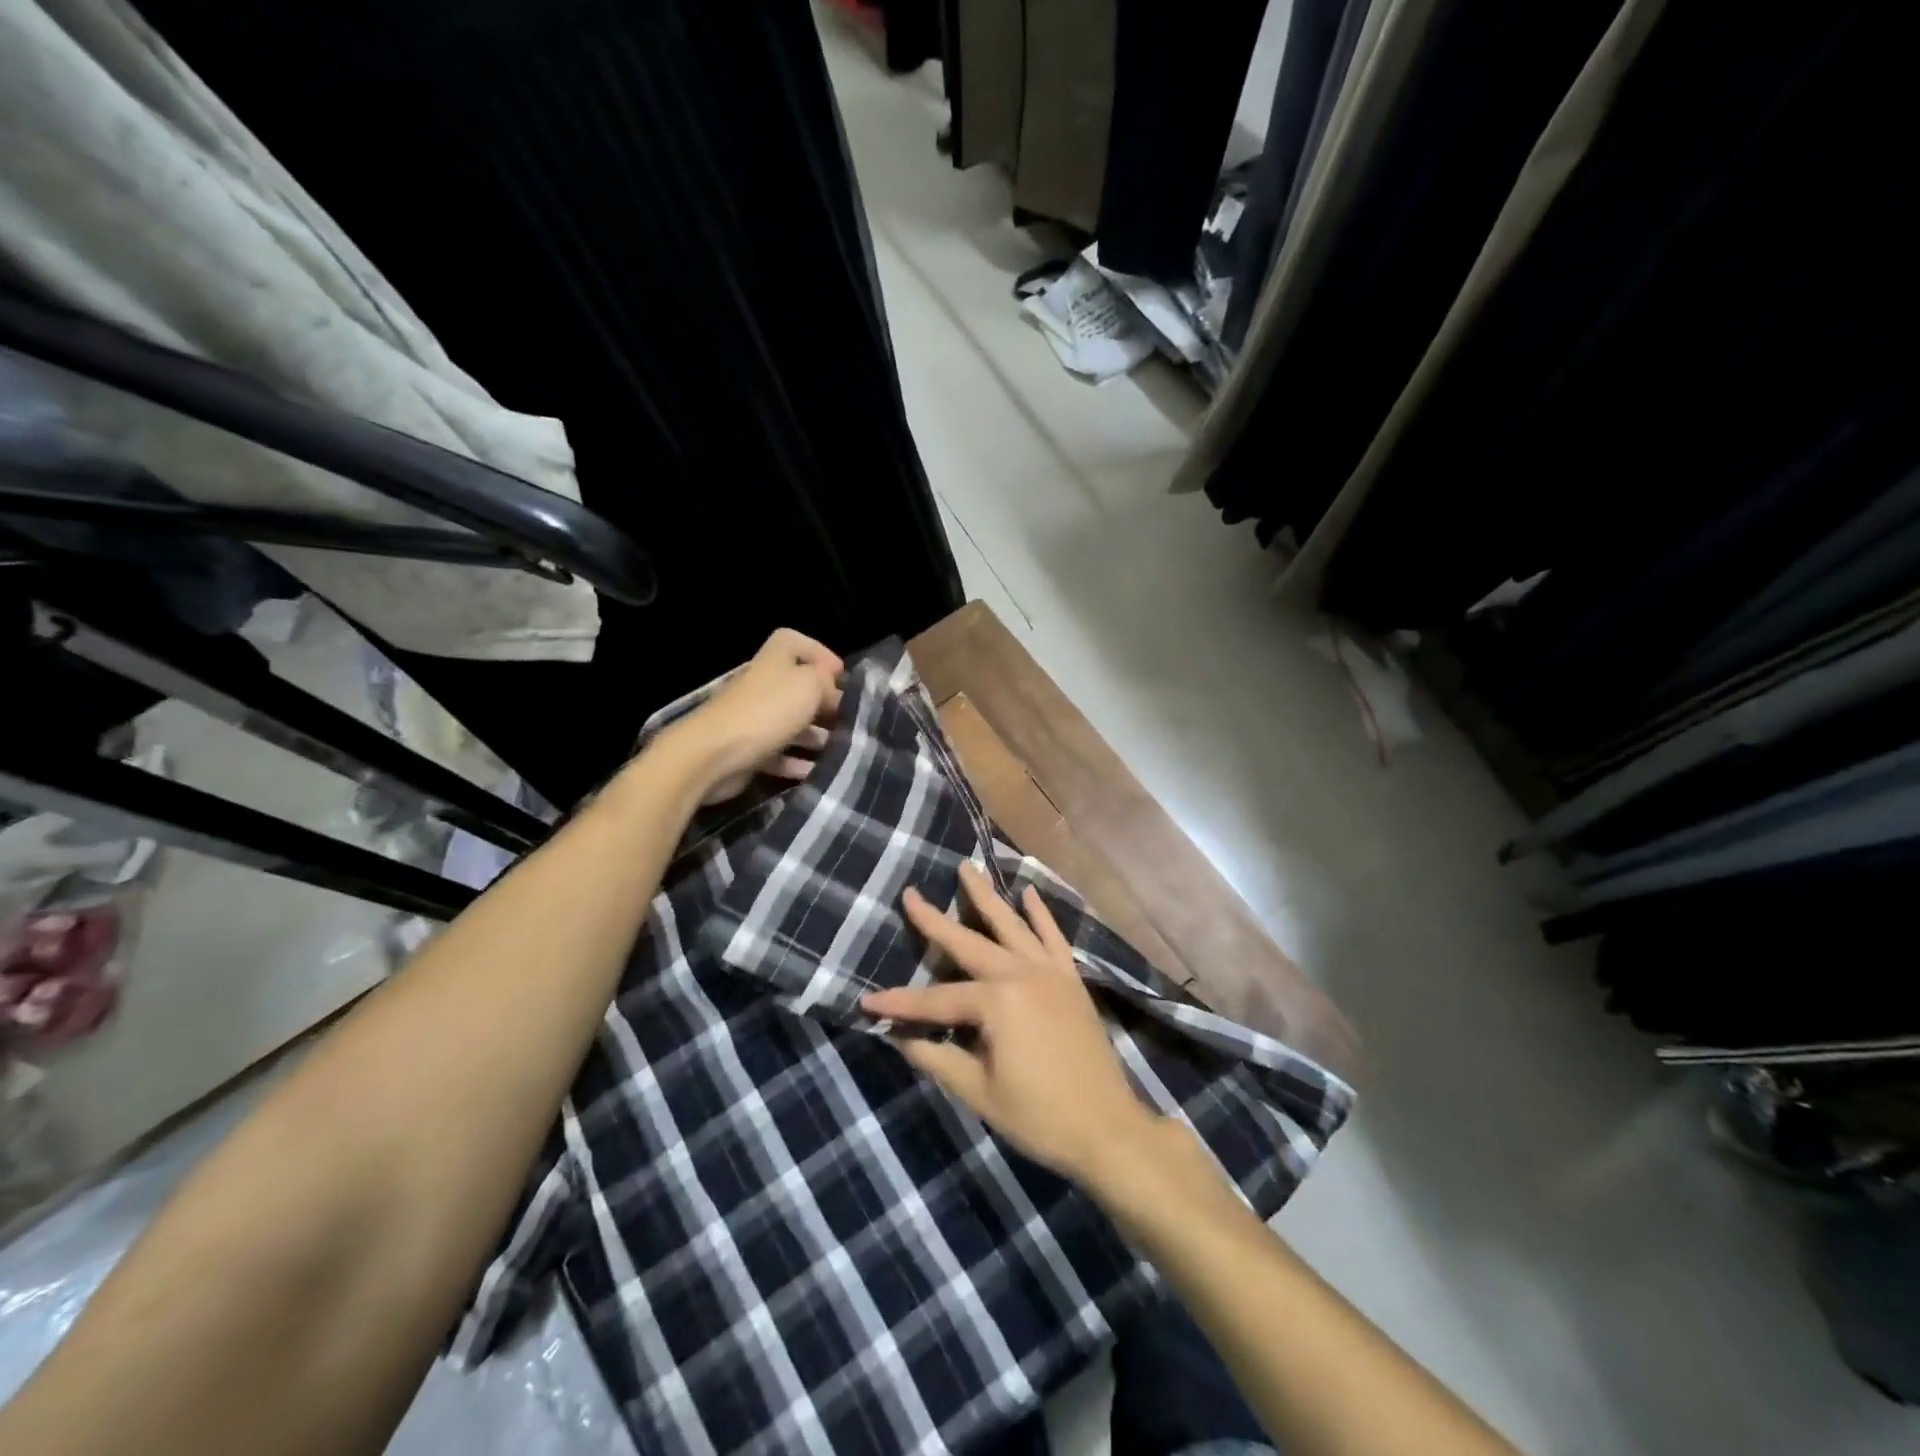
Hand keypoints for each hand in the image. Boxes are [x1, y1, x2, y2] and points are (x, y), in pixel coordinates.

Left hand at [667, 629, 843, 804]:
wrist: (713, 754)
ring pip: (792, 723)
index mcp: (775, 659)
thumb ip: (828, 684)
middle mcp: (763, 684)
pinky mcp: (748, 749)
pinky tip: (817, 772)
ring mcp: (754, 718)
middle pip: (799, 687)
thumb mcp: (810, 685)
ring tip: (841, 750)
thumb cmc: (767, 711)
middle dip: (826, 703)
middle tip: (850, 721)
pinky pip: (780, 754)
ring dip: (816, 736)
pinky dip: (797, 762)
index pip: (797, 642)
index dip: (821, 655)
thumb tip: (836, 694)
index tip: (843, 678)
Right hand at [860, 862, 1157, 1181]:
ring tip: (968, 867)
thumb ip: (939, 1057)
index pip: (936, 1000)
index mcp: (997, 1002)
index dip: (900, 1004)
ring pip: (1012, 926)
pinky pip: (1053, 938)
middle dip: (935, 921)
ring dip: (987, 897)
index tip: (867, 1002)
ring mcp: (1050, 973)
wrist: (1107, 1128)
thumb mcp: (979, 1092)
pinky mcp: (1070, 980)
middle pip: (969, 944)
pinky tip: (1030, 892)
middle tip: (911, 893)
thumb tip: (902, 1037)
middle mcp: (1021, 975)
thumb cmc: (1039, 1116)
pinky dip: (1041, 914)